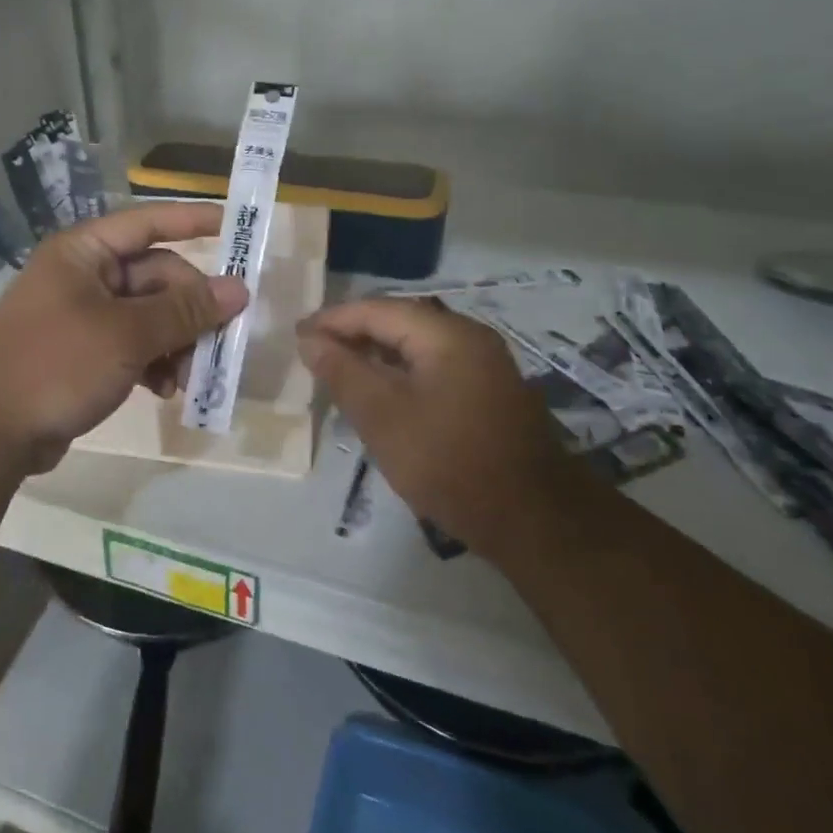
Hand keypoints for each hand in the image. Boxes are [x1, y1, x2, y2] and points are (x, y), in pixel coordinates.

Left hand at [0, 202, 249, 461]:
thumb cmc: (56, 363)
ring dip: (175, 342)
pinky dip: (153, 362)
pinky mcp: (82, 354)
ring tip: (188, 378)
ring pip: (148, 316)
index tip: (237, 227)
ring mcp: (81, 316)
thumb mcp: (127, 334)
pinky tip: (165, 390)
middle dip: (189, 309)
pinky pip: (132, 345)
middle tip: (220, 340)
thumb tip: (238, 289)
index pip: (148, 223)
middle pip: (155, 277)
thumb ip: (184, 311)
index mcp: (84, 252)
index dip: (193, 221)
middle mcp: (83, 276)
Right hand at [297, 297, 564, 537]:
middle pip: (398, 322)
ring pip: (415, 346)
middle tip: (312, 354)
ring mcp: (484, 365)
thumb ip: (342, 372)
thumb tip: (309, 339)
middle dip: (352, 335)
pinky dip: (400, 373)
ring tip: (338, 373)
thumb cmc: (449, 462)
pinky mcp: (489, 392)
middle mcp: (469, 337)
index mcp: (446, 334)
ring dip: (375, 355)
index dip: (332, 321)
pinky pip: (433, 367)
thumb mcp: (382, 417)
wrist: (535, 521)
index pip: (376, 310)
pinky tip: (380, 395)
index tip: (296, 337)